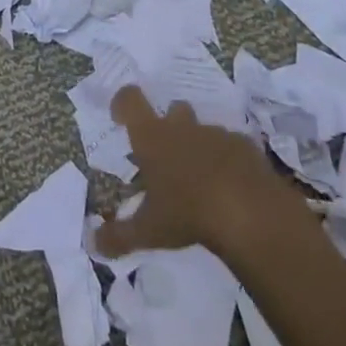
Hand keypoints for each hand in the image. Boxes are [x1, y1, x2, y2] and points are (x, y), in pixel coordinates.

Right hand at [94, 86, 310, 260]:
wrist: (250, 212)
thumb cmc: (188, 213)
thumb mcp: (148, 231)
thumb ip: (119, 236)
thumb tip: (94, 245)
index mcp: (152, 138)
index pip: (130, 100)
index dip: (122, 102)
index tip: (120, 117)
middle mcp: (183, 128)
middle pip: (173, 108)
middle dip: (170, 125)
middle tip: (168, 155)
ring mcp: (217, 134)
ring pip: (204, 129)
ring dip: (200, 145)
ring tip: (202, 179)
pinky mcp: (247, 147)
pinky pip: (233, 146)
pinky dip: (229, 160)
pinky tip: (233, 187)